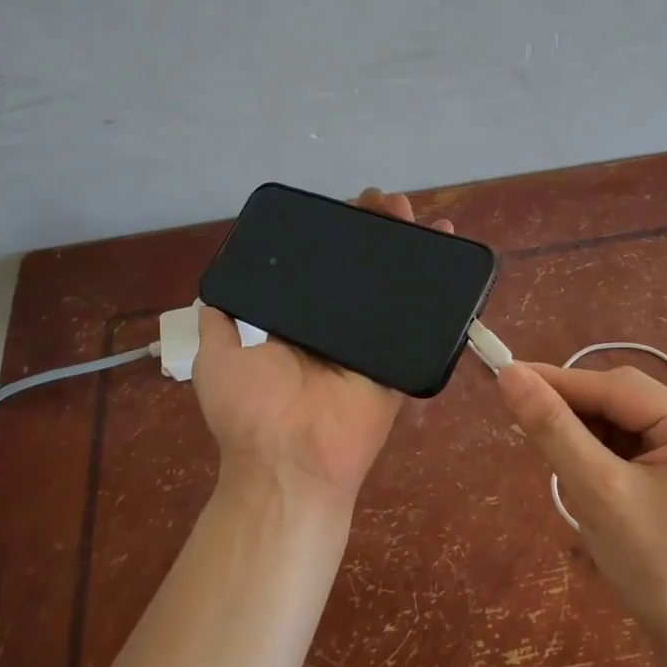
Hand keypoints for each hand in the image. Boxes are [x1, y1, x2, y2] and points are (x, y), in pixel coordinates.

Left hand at [193, 188, 452, 508]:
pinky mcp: (400, 360)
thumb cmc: (251, 409)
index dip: (337, 235)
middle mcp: (338, 326)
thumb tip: (223, 281)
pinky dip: (440, 294)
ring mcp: (373, 343)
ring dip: (410, 252)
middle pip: (364, 271)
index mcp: (300, 322)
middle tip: (389, 204)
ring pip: (395, 290)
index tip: (350, 207)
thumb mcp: (218, 354)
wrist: (290, 462)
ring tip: (419, 219)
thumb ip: (222, 317)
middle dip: (378, 233)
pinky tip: (449, 257)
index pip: (322, 267)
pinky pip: (423, 325)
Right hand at [495, 361, 666, 640]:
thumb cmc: (659, 567)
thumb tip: (510, 376)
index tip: (504, 376)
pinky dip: (598, 460)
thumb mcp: (600, 493)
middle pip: (619, 404)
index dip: (557, 381)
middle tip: (520, 426)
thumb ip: (554, 431)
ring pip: (620, 428)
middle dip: (572, 417)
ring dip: (583, 441)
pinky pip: (629, 452)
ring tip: (553, 464)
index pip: (614, 387)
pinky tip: (582, 481)